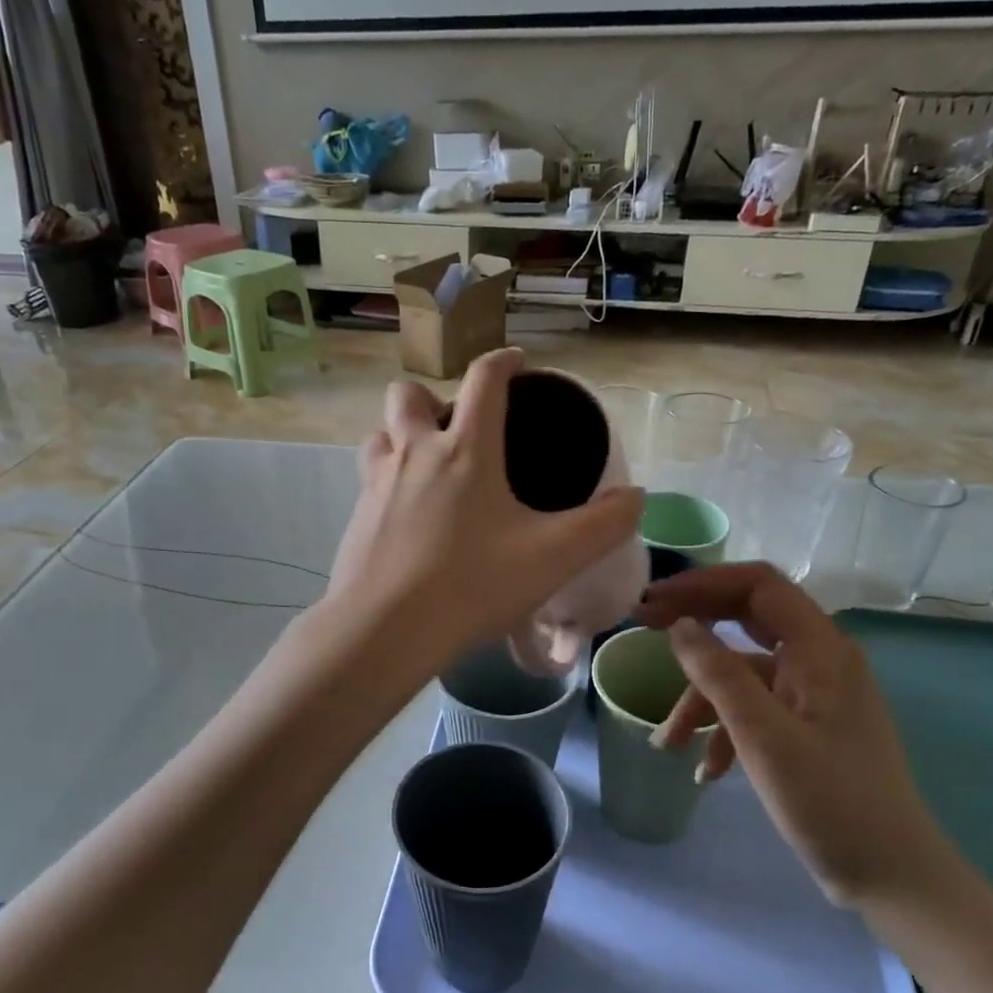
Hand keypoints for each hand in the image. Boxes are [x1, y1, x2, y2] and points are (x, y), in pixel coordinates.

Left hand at [328, 349, 642, 669]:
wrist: (384, 630)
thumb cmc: (472, 585)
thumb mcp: (554, 557)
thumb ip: (604, 525)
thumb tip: (637, 498)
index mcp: (464, 450)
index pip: (482, 380)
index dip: (502, 361)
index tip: (515, 363)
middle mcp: (413, 453)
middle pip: (407, 394)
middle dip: (432, 397)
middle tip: (457, 430)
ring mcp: (376, 484)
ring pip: (380, 436)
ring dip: (402, 438)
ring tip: (428, 470)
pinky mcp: (355, 518)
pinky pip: (370, 481)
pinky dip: (390, 484)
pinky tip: (411, 521)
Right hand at [636, 564, 954, 906]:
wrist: (893, 877)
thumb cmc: (831, 802)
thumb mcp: (763, 737)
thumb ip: (718, 674)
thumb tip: (679, 625)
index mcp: (819, 649)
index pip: (758, 585)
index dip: (702, 583)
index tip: (654, 602)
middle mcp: (820, 659)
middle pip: (746, 618)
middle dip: (694, 626)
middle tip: (643, 630)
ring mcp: (814, 693)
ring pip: (743, 673)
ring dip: (701, 699)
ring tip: (667, 743)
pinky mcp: (808, 725)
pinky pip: (755, 708)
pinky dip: (725, 729)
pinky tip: (707, 771)